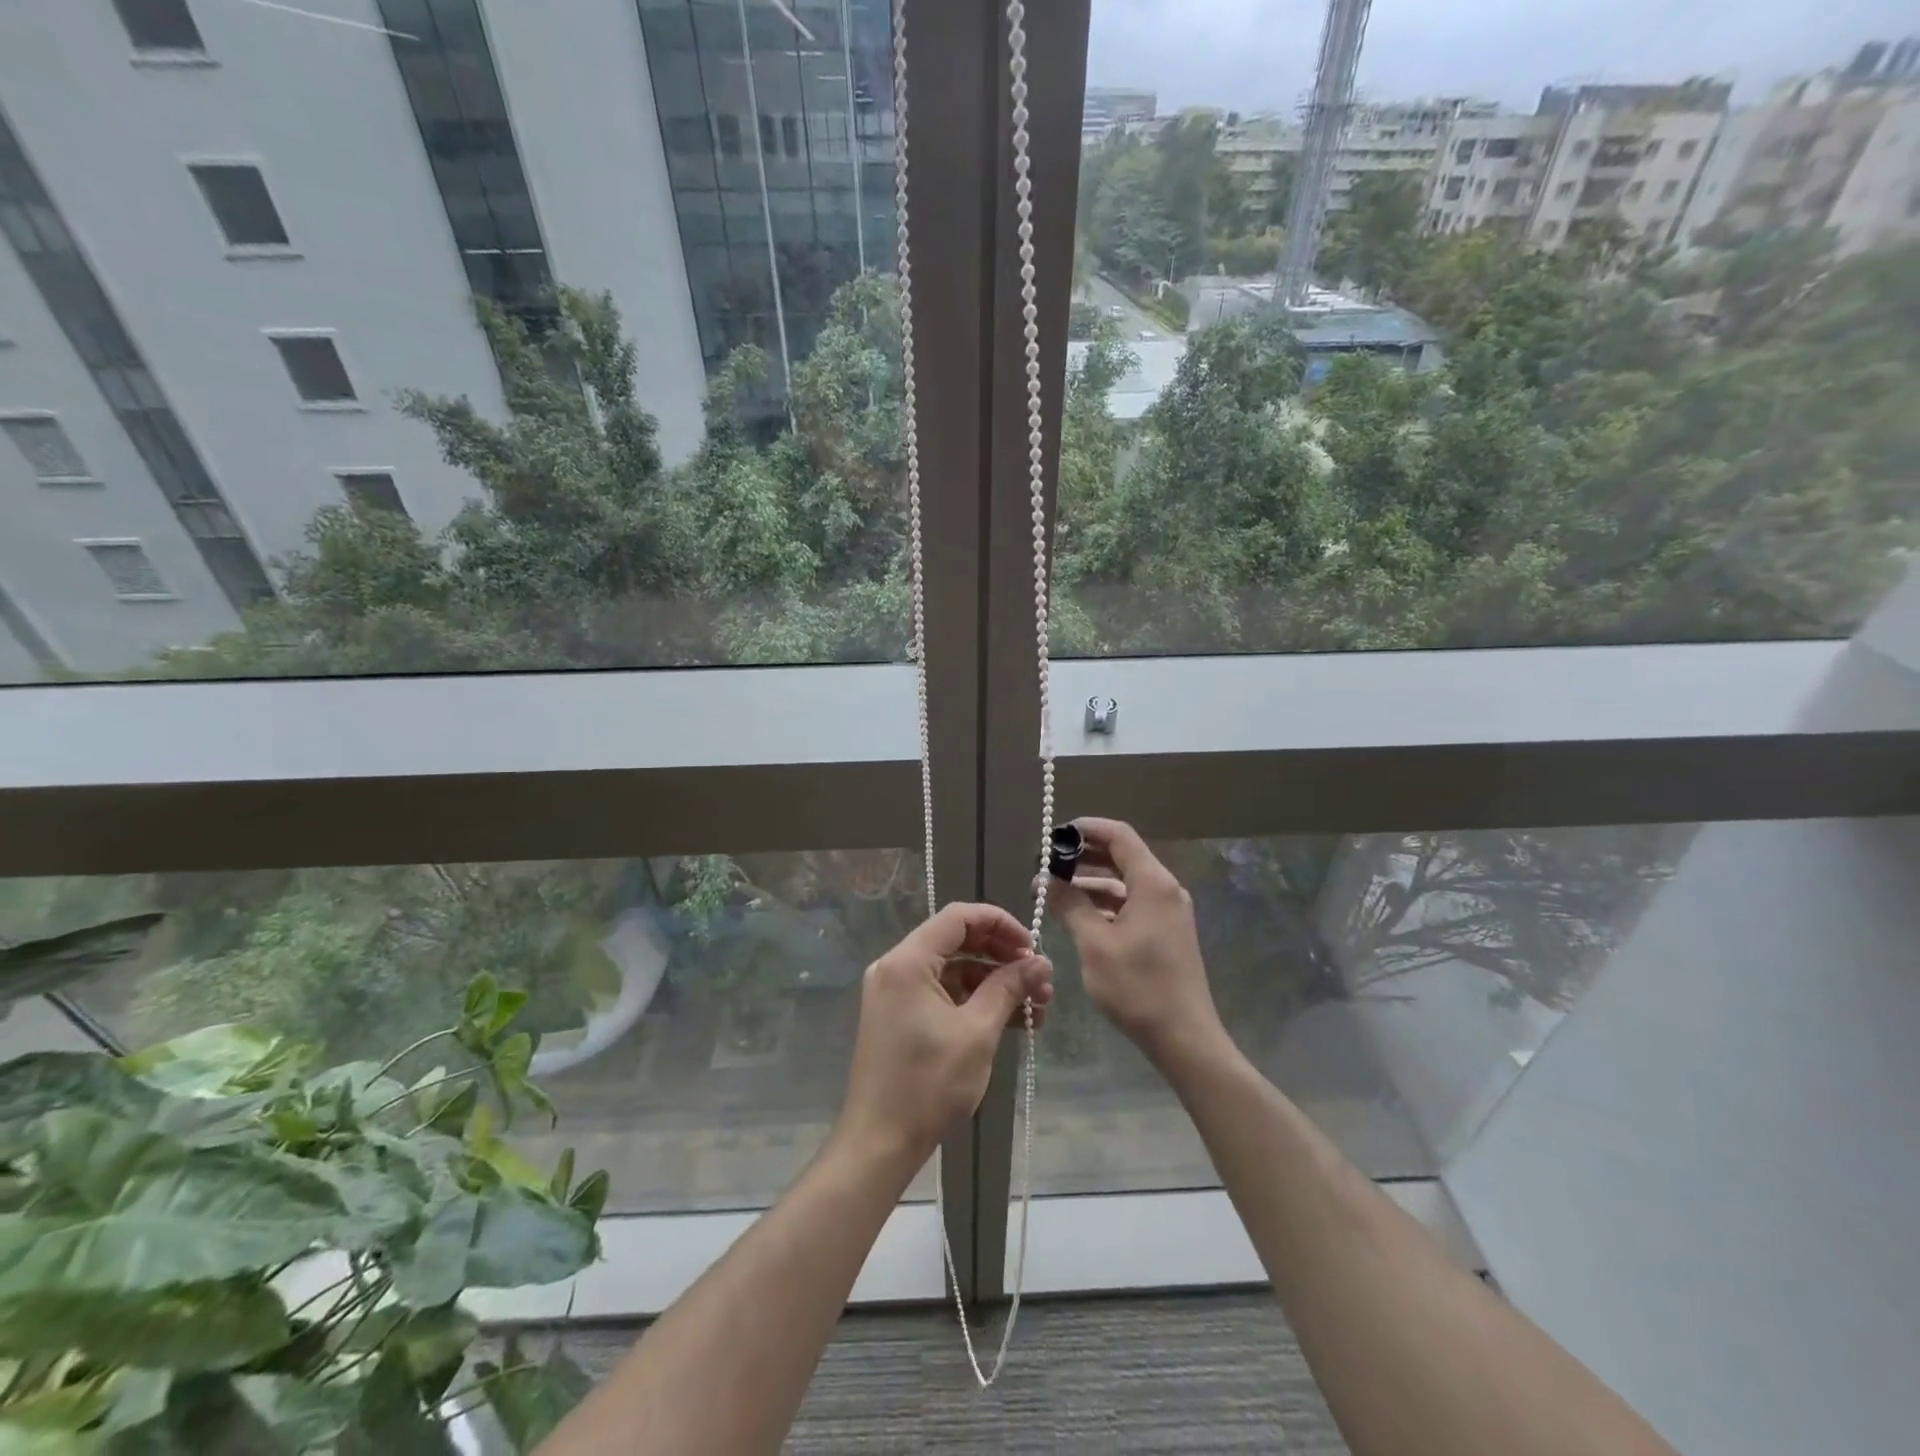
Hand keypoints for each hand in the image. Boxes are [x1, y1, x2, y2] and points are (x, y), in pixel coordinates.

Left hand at [838, 903, 1053, 1165]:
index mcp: (908, 961)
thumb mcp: (977, 1032)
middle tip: (1040, 980)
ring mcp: (895, 992)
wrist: (879, 1143)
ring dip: (994, 983)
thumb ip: (1008, 988)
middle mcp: (896, 967)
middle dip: (1002, 957)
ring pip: (953, 970)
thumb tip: (1040, 963)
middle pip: (957, 941)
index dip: (1000, 923)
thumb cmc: (928, 1084)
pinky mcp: (899, 1016)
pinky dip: (974, 1001)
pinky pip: (942, 993)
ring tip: (1036, 1008)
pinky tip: (1010, 1022)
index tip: (1033, 947)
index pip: (959, 917)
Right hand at [1048, 817, 1225, 1067]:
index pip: (1119, 835)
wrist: (1184, 1038)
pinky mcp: (1165, 932)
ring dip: (1090, 882)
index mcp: (1152, 883)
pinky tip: (1077, 914)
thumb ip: (1070, 905)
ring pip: (1124, 882)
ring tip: (1052, 891)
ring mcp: (1167, 912)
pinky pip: (1131, 903)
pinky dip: (1104, 903)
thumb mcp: (1094, 944)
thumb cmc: (1138, 987)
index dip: (1086, 828)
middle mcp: (1164, 889)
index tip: (1054, 835)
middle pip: (1121, 856)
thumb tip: (1047, 879)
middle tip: (1046, 865)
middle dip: (1083, 856)